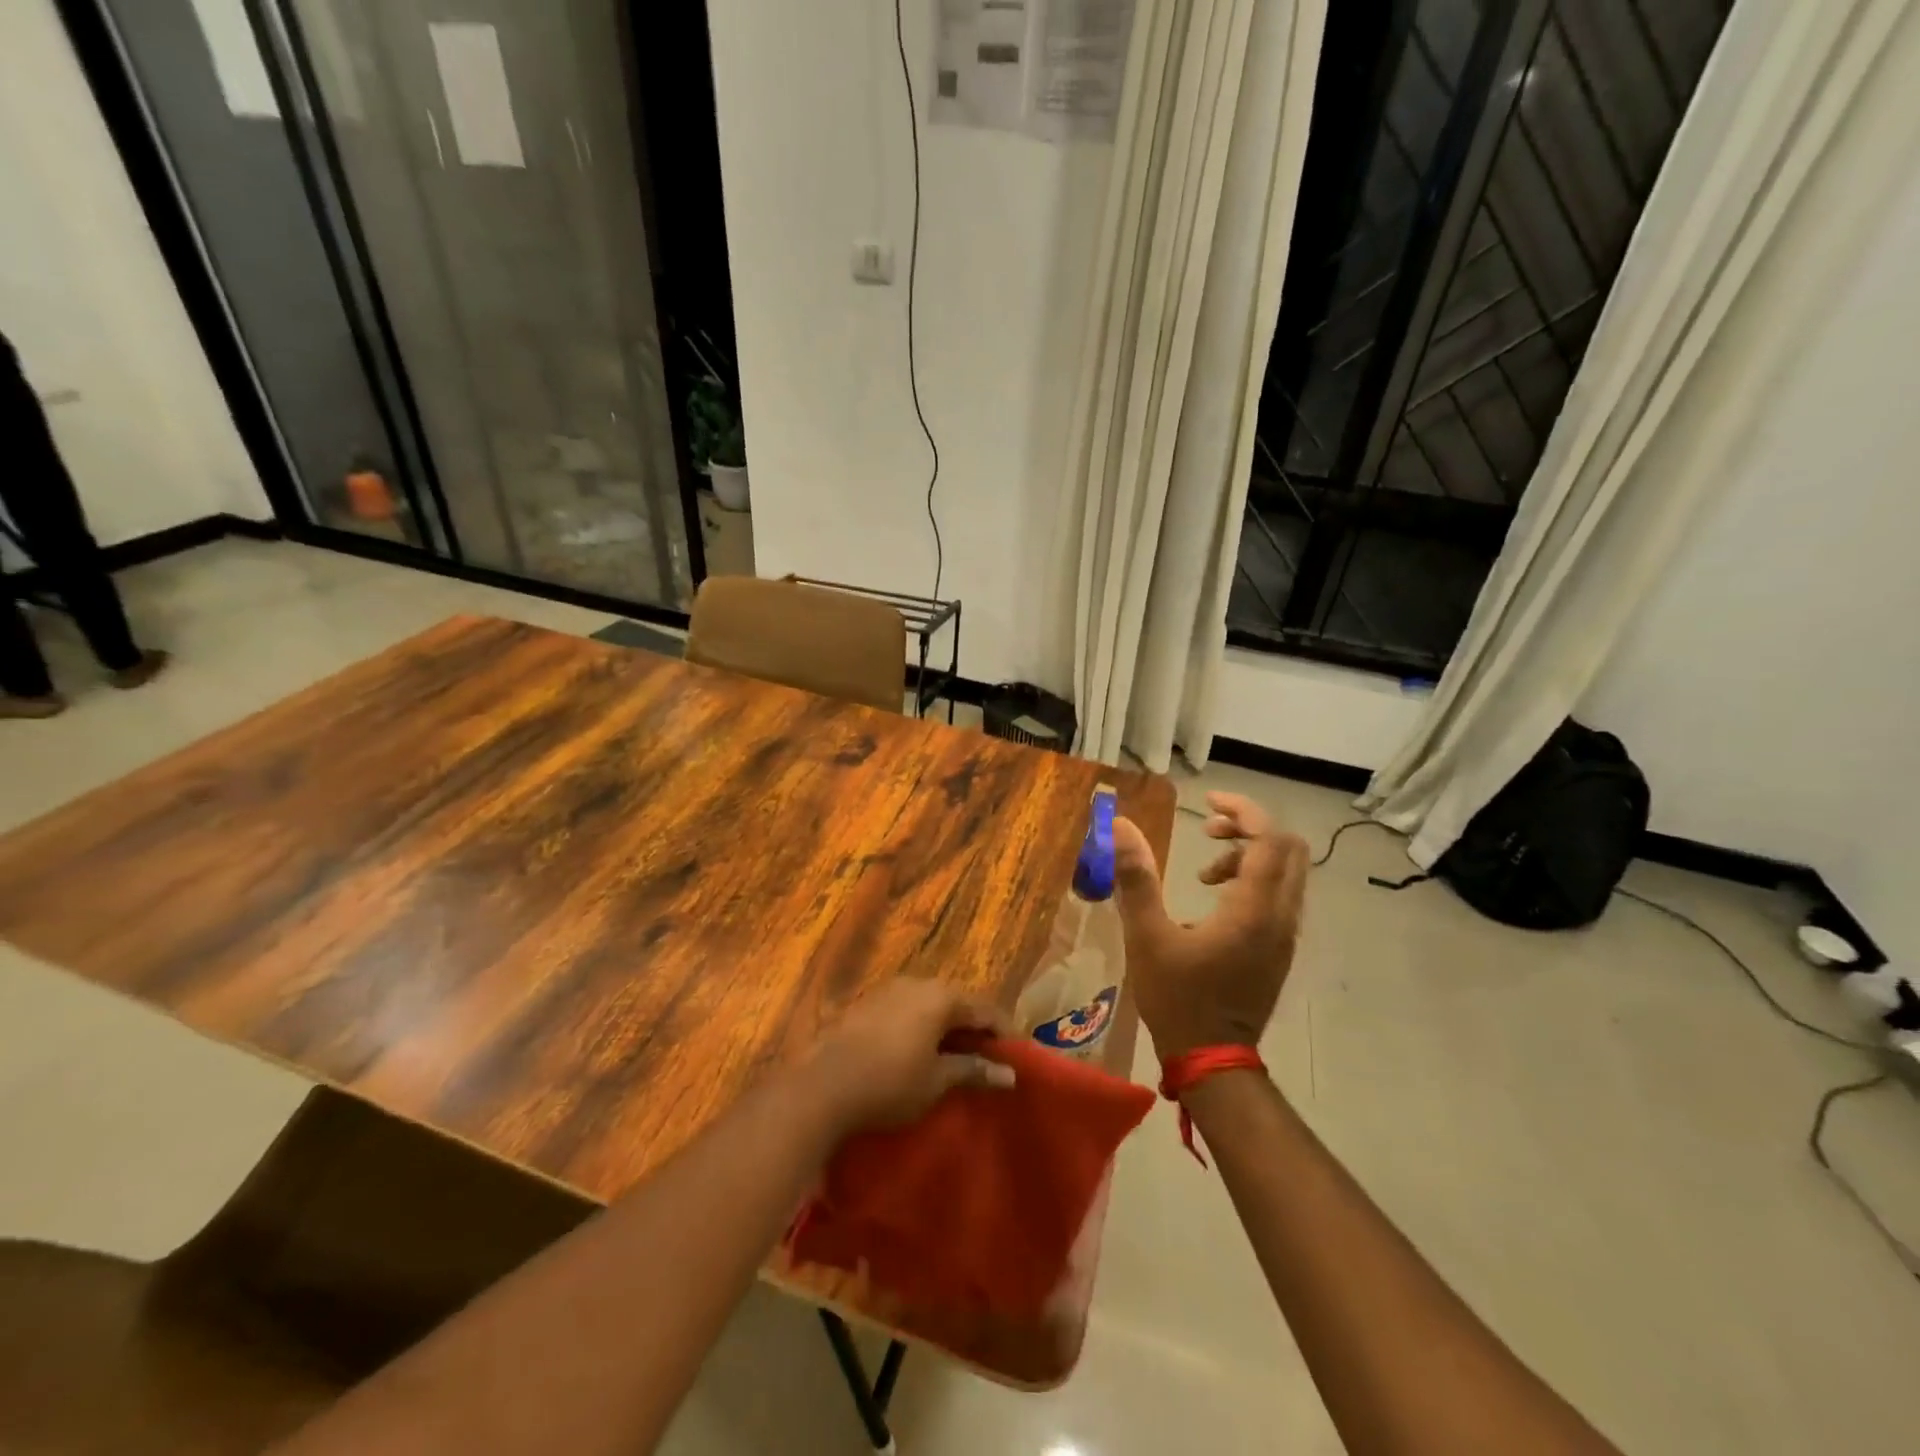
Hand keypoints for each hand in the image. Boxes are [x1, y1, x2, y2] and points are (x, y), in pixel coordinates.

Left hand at [805, 977, 1015, 1133]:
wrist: (821, 1086)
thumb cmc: (889, 1083)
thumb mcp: (937, 1081)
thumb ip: (973, 1070)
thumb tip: (1009, 1074)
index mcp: (941, 997)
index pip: (985, 1008)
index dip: (1005, 1032)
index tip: (1019, 1057)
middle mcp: (917, 983)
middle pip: (957, 1001)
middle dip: (975, 1028)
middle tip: (989, 1058)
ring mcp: (889, 990)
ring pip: (930, 1004)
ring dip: (947, 1027)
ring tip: (956, 1057)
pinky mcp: (867, 1003)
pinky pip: (907, 1009)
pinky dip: (922, 1027)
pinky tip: (920, 1051)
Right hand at [1111, 792, 1308, 1059]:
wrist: (1213, 1061)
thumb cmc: (1178, 999)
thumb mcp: (1147, 937)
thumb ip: (1136, 878)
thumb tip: (1120, 826)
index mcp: (1253, 910)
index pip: (1269, 839)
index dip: (1243, 810)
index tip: (1207, 803)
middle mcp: (1280, 917)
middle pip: (1287, 849)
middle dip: (1249, 828)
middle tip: (1208, 830)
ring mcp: (1285, 935)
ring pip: (1286, 872)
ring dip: (1250, 855)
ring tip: (1205, 871)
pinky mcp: (1280, 949)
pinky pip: (1280, 895)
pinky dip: (1254, 879)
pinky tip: (1216, 899)